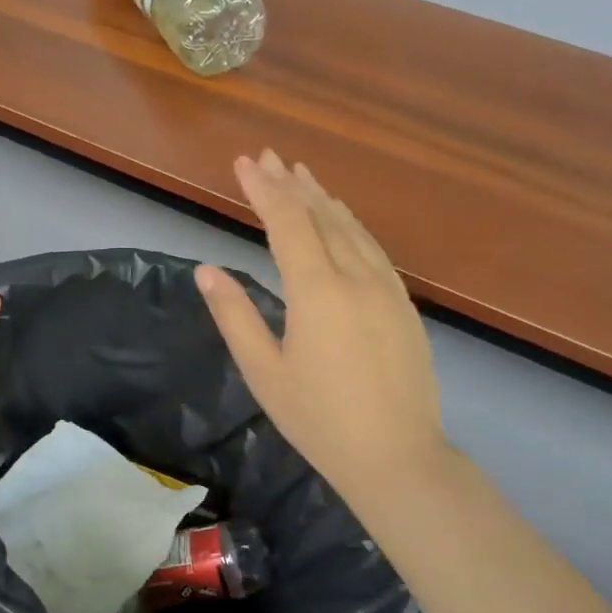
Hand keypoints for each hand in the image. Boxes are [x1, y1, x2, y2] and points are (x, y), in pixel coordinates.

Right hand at [196, 150, 452, 516]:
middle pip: (321, 216)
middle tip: (270, 157)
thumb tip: (207, 270)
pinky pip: (373, 249)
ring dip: (324, 200)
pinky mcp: (404, 305)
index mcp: (317, 290)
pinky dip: (351, 226)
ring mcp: (386, 289)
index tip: (245, 162)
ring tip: (304, 177)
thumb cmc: (318, 419)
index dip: (265, 189)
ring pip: (352, 229)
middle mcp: (356, 276)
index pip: (288, 223)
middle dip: (292, 185)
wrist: (396, 455)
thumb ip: (235, 315)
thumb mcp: (264, 371)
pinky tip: (344, 223)